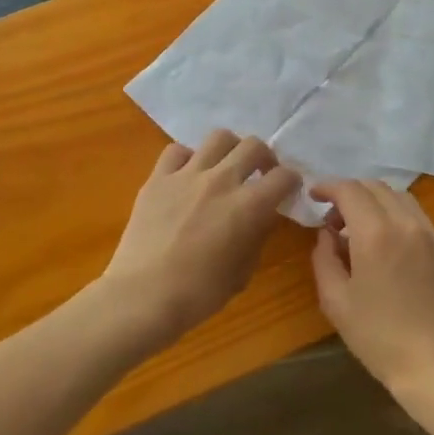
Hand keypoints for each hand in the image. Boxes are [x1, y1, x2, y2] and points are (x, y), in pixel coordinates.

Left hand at [104, 131, 301, 350]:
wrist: (142, 297)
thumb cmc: (199, 294)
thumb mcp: (242, 272)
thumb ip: (257, 237)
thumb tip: (262, 218)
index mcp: (248, 206)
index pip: (283, 177)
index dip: (291, 182)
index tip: (287, 191)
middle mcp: (221, 181)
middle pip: (253, 145)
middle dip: (264, 157)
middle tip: (260, 174)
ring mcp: (187, 175)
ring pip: (218, 138)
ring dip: (230, 149)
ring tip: (226, 167)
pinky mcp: (157, 179)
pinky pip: (177, 151)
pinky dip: (188, 159)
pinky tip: (188, 176)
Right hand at [309, 181, 433, 398]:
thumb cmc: (378, 337)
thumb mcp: (335, 301)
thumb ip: (324, 258)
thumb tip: (327, 234)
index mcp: (376, 233)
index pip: (350, 190)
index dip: (329, 186)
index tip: (315, 194)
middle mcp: (408, 224)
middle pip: (377, 187)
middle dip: (352, 193)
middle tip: (335, 219)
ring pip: (402, 199)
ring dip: (377, 203)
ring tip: (363, 230)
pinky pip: (421, 222)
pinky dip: (400, 221)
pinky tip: (392, 249)